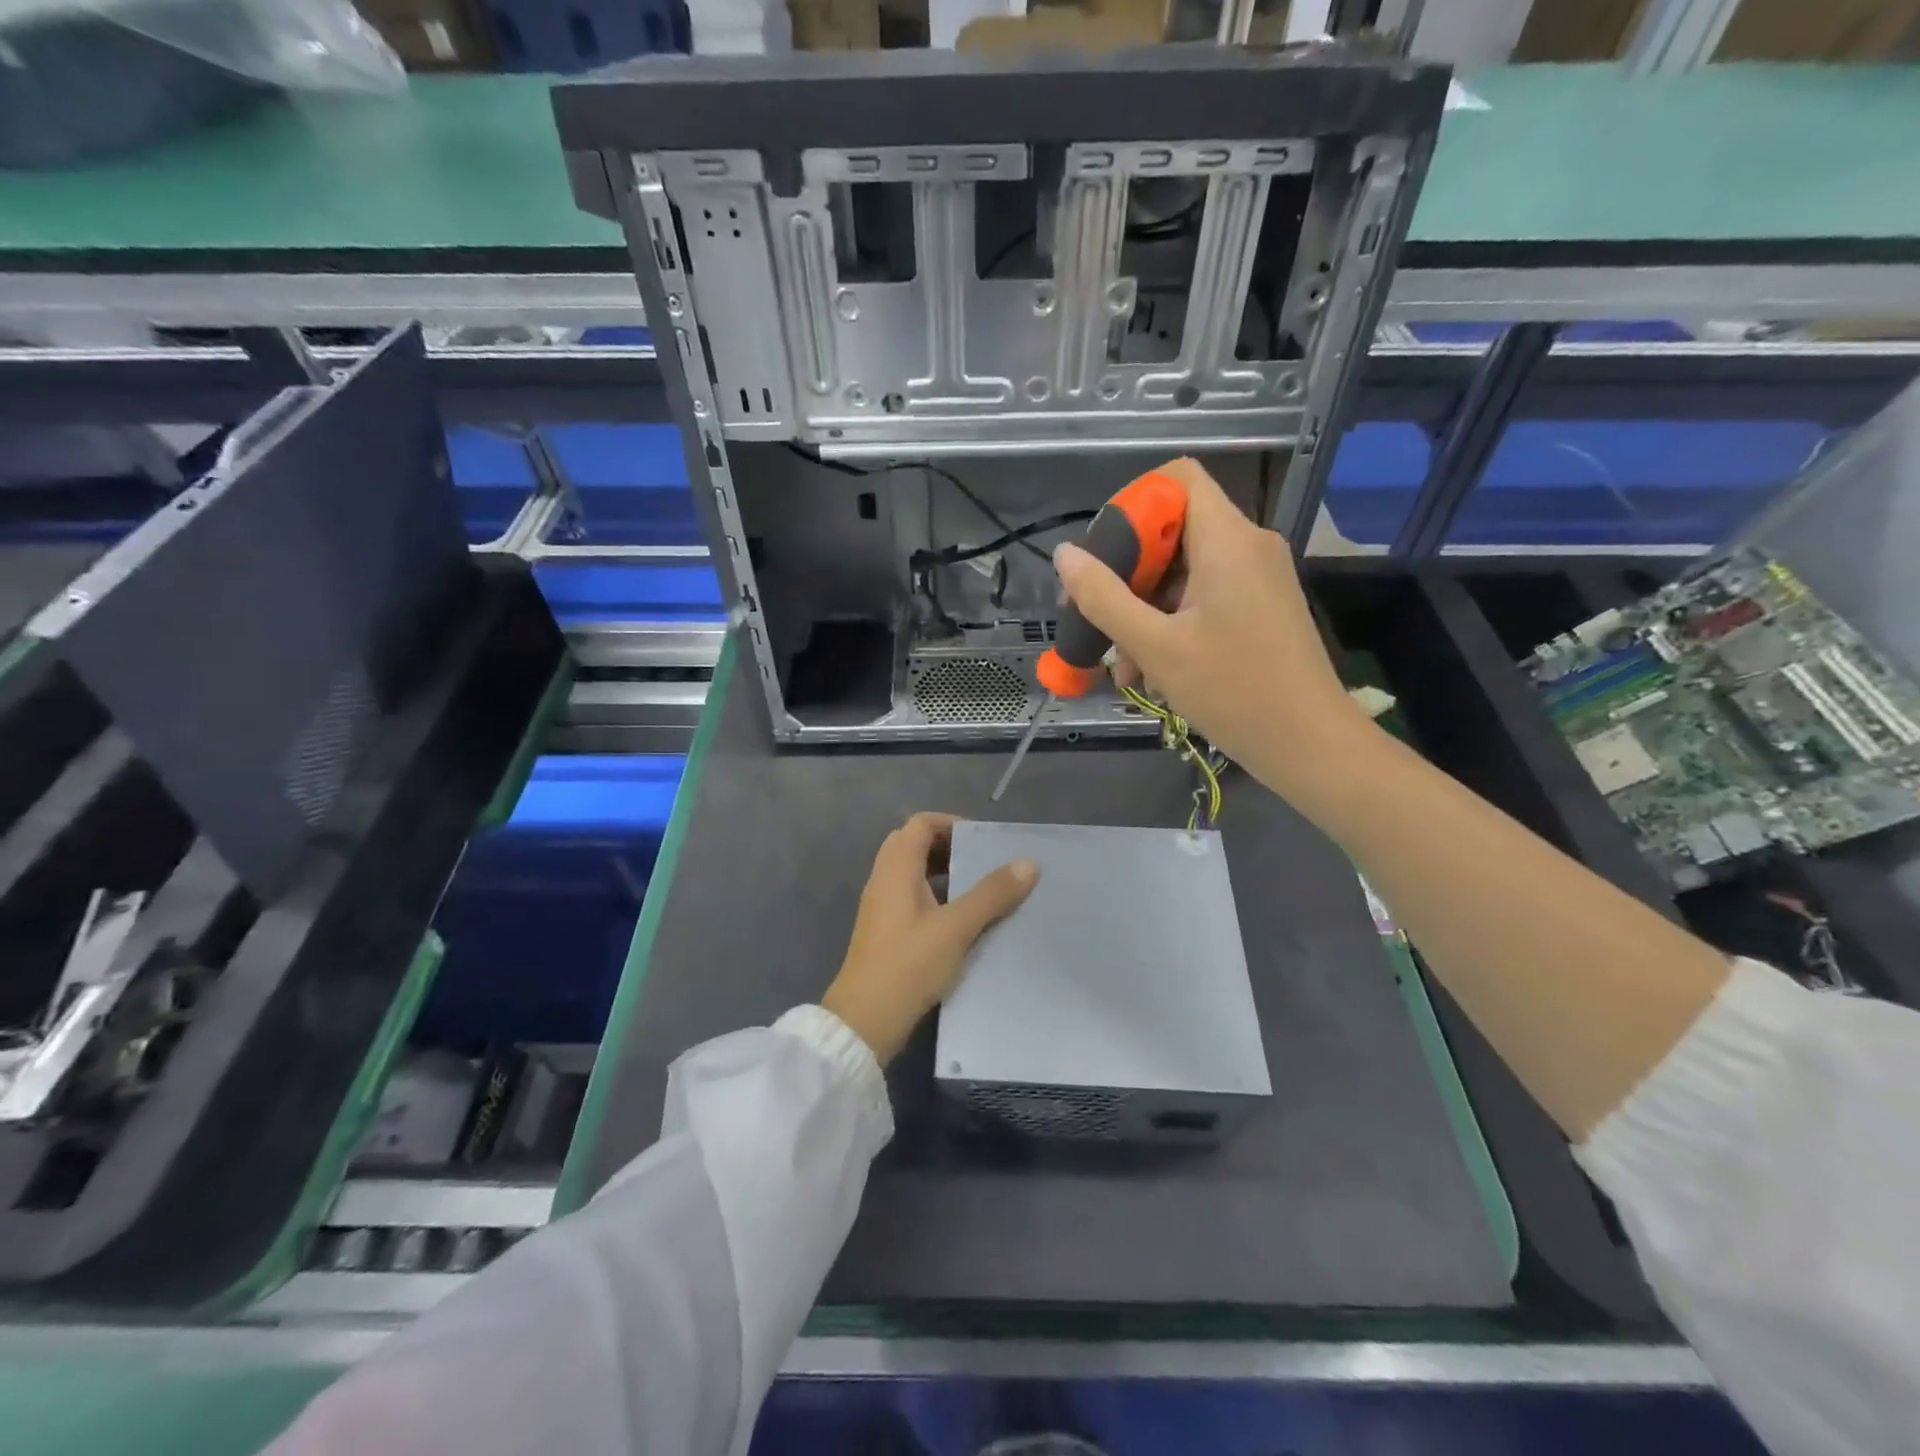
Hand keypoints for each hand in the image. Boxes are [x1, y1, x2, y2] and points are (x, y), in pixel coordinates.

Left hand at [821, 813, 1038, 1065]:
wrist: (865, 1021)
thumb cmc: (908, 965)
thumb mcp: (956, 928)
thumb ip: (991, 894)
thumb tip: (1028, 863)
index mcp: (895, 869)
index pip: (920, 824)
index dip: (952, 824)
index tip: (983, 841)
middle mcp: (884, 880)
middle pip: (914, 845)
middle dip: (950, 847)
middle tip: (984, 861)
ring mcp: (882, 907)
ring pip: (913, 873)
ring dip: (944, 873)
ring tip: (980, 888)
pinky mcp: (885, 932)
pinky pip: (912, 897)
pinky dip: (937, 896)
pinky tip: (962, 920)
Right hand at [1052, 456, 1375, 803]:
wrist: (1309, 745)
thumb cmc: (1233, 691)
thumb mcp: (1156, 646)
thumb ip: (1104, 597)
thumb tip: (1064, 554)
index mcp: (1227, 540)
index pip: (1176, 479)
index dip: (1132, 506)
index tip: (1103, 557)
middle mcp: (1247, 546)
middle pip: (1173, 530)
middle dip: (1127, 575)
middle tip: (1095, 620)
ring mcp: (1257, 577)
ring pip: (1184, 572)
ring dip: (1144, 611)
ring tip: (1124, 666)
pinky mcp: (1260, 606)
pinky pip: (1204, 597)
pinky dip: (1172, 624)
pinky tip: (1151, 671)